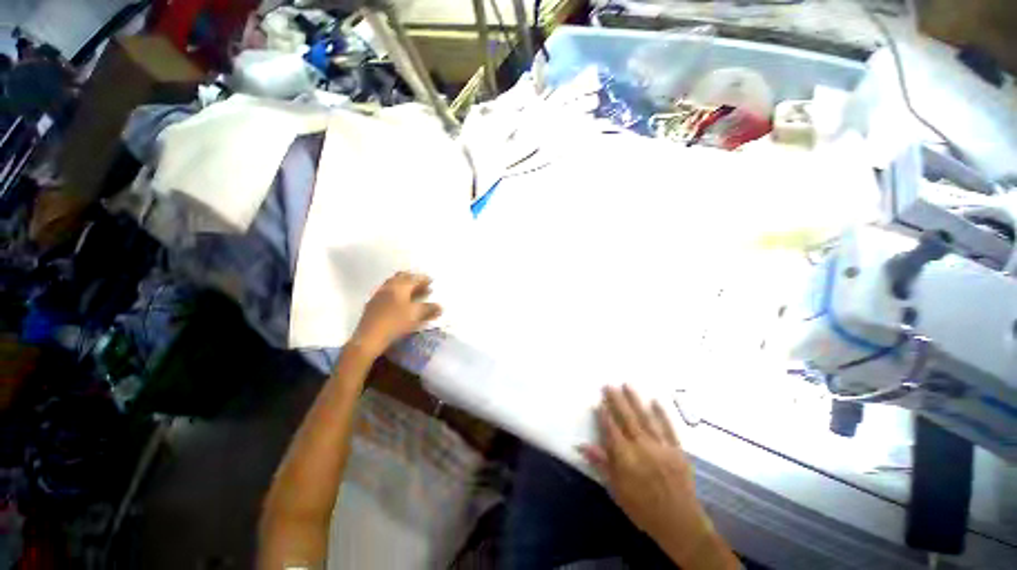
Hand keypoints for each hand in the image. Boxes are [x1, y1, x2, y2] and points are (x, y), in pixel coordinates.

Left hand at [350, 272, 441, 356]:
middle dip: (413, 279)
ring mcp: (378, 295)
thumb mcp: (416, 315)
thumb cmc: (395, 323)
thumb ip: (429, 309)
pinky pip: (387, 293)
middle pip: (401, 277)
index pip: (414, 278)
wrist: (369, 338)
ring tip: (413, 293)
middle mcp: (388, 287)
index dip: (424, 279)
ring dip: (404, 286)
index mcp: (400, 286)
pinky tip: (399, 303)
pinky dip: (397, 294)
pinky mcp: (372, 305)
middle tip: (422, 284)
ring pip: (393, 285)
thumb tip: (439, 307)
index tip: (431, 281)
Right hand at [579, 385, 719, 567]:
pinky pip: (668, 428)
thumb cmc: (642, 508)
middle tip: (609, 385)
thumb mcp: (616, 489)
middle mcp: (642, 447)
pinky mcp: (677, 450)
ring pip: (645, 418)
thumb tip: (581, 445)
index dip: (604, 415)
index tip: (598, 401)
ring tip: (627, 385)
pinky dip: (662, 413)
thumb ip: (601, 463)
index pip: (611, 429)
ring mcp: (661, 447)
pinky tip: (655, 401)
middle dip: (617, 400)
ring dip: (635, 400)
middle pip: (626, 418)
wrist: (679, 524)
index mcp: (625, 457)